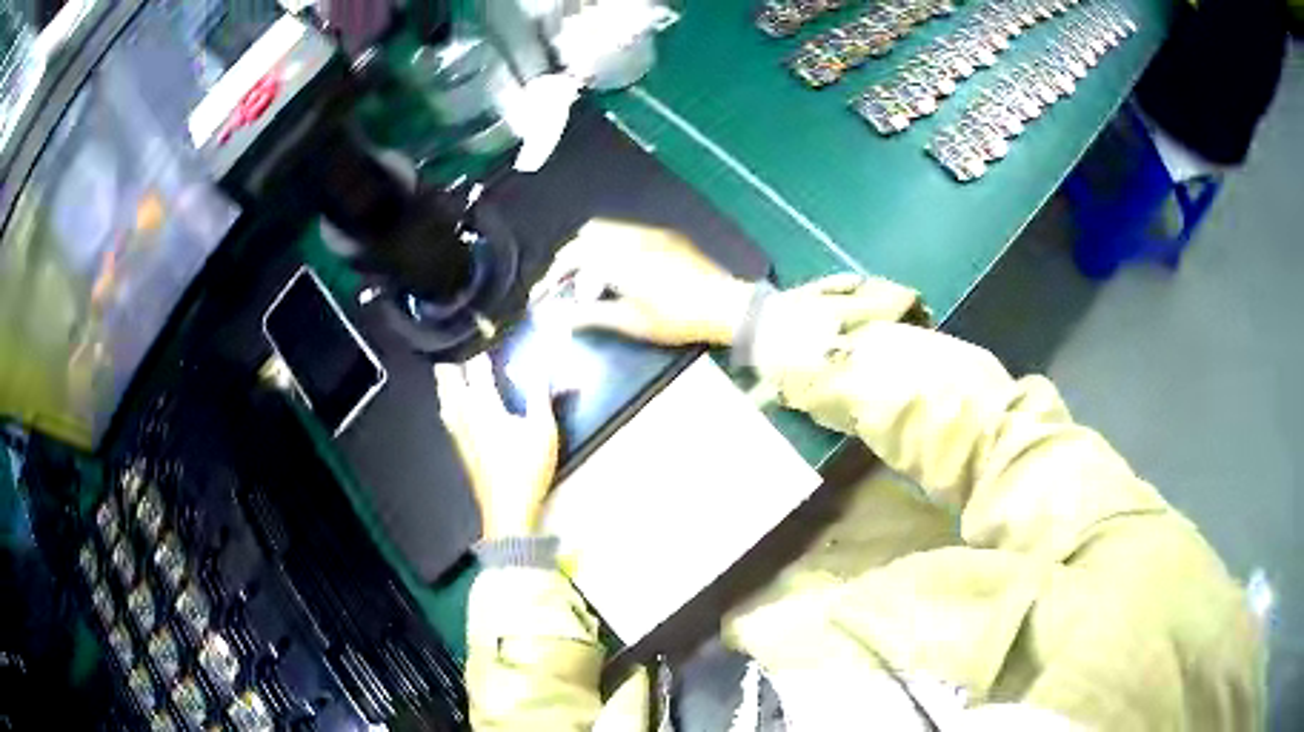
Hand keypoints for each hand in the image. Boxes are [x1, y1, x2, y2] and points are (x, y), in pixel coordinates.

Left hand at [435, 354, 558, 538]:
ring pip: (443, 395)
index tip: (488, 334)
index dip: (481, 348)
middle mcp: (464, 413)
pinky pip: (445, 412)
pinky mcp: (457, 444)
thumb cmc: (527, 468)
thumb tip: (540, 364)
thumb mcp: (543, 429)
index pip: (476, 367)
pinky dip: (448, 398)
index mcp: (484, 405)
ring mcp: (457, 429)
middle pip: (448, 377)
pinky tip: (453, 401)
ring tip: (456, 366)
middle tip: (465, 346)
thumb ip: (540, 394)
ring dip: (448, 378)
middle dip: (454, 358)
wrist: (507, 509)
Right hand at [536, 220, 756, 346]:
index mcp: (621, 259)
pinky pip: (627, 231)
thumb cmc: (678, 318)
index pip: (575, 255)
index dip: (556, 271)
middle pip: (587, 234)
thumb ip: (592, 315)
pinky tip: (617, 268)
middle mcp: (632, 238)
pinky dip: (611, 244)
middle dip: (571, 255)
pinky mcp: (664, 235)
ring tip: (590, 276)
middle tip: (566, 281)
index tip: (548, 288)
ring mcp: (650, 233)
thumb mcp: (632, 322)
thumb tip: (560, 318)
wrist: (724, 304)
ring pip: (607, 228)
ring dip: (590, 247)